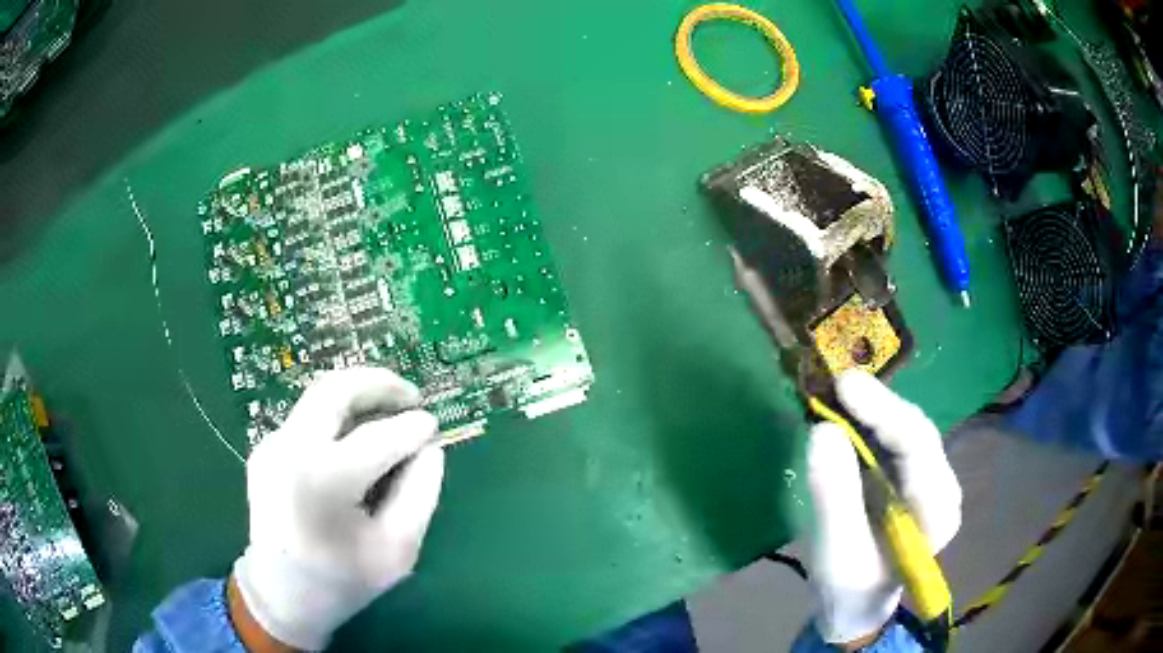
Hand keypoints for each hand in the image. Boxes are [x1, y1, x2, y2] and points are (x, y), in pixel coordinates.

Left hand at [231, 368, 445, 650]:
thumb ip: (420, 493)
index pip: (379, 437)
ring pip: (320, 397)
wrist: (282, 594)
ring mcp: (272, 444)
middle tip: (411, 395)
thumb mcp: (397, 550)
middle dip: (379, 382)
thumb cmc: (343, 580)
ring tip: (389, 410)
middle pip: (336, 389)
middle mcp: (290, 448)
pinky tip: (356, 438)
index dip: (413, 428)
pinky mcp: (265, 448)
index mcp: (323, 480)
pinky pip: (307, 418)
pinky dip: (338, 417)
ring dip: (358, 395)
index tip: (434, 426)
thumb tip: (430, 448)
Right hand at [805, 370, 960, 647]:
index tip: (845, 386)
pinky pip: (890, 441)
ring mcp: (927, 480)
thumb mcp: (837, 554)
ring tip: (833, 395)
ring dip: (869, 411)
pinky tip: (843, 416)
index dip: (884, 411)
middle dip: (877, 406)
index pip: (919, 447)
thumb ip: (834, 497)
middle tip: (834, 384)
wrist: (854, 609)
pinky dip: (865, 425)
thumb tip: (822, 430)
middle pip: (914, 432)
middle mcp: (941, 487)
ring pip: (902, 431)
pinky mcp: (908, 479)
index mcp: (937, 511)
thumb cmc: (849, 591)